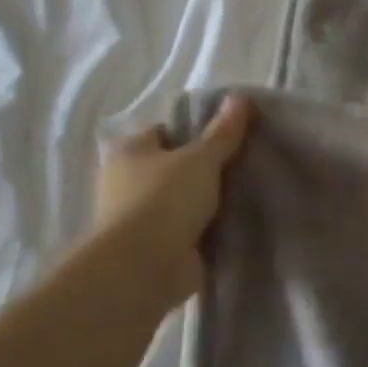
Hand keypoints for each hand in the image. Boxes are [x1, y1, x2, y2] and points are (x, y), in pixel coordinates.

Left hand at [87, 96, 253, 313]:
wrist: (142, 268)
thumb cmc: (164, 199)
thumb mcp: (202, 158)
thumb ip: (223, 131)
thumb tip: (239, 97)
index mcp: (129, 151)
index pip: (163, 131)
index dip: (194, 132)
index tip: (227, 138)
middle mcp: (125, 181)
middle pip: (172, 167)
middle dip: (200, 169)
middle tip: (240, 166)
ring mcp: (136, 218)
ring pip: (179, 200)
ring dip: (203, 202)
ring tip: (242, 195)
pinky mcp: (152, 249)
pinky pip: (185, 231)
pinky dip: (203, 230)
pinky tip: (233, 225)